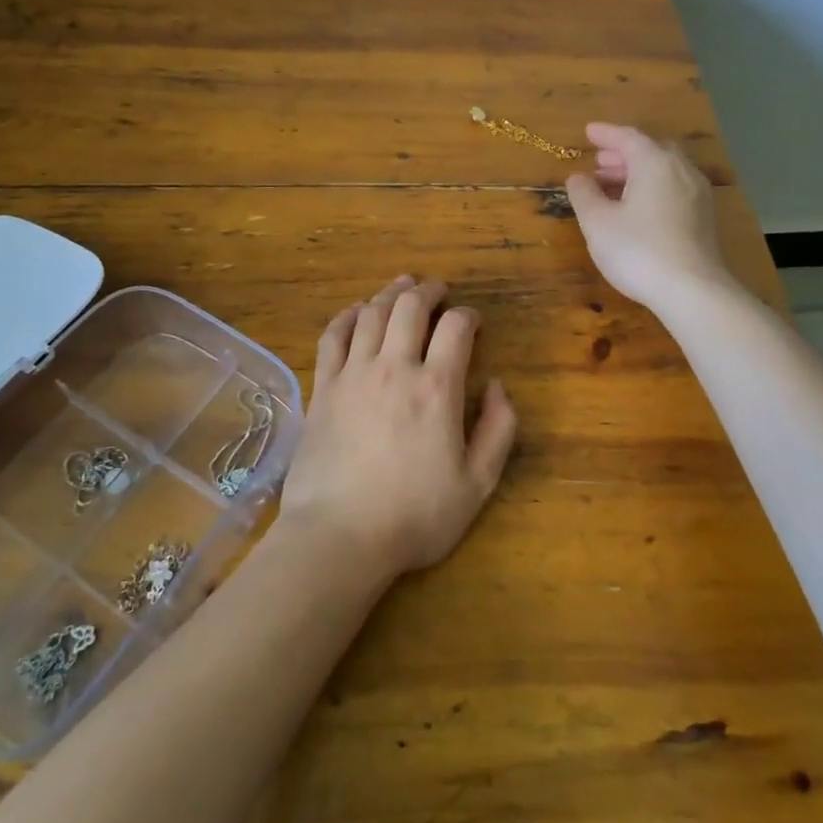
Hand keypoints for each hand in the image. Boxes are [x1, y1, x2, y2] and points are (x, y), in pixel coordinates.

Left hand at [281, 275, 517, 580]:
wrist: (338, 537)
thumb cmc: (414, 515)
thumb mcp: (478, 484)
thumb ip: (499, 429)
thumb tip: (497, 385)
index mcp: (436, 387)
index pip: (456, 328)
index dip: (469, 315)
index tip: (473, 321)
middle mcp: (395, 366)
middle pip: (411, 307)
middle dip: (430, 290)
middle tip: (439, 289)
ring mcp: (354, 373)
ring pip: (373, 313)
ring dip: (391, 292)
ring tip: (403, 285)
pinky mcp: (323, 387)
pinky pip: (334, 336)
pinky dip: (348, 316)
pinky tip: (357, 311)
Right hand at [565, 123, 735, 311]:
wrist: (693, 291)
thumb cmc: (639, 250)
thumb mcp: (597, 222)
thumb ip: (584, 194)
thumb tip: (578, 177)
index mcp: (655, 163)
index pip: (628, 137)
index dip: (606, 133)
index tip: (588, 132)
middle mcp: (681, 170)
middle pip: (651, 151)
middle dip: (623, 154)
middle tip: (599, 161)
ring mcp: (698, 194)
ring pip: (665, 171)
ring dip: (638, 173)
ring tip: (612, 186)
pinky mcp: (704, 219)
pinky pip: (674, 189)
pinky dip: (652, 188)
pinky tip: (637, 209)